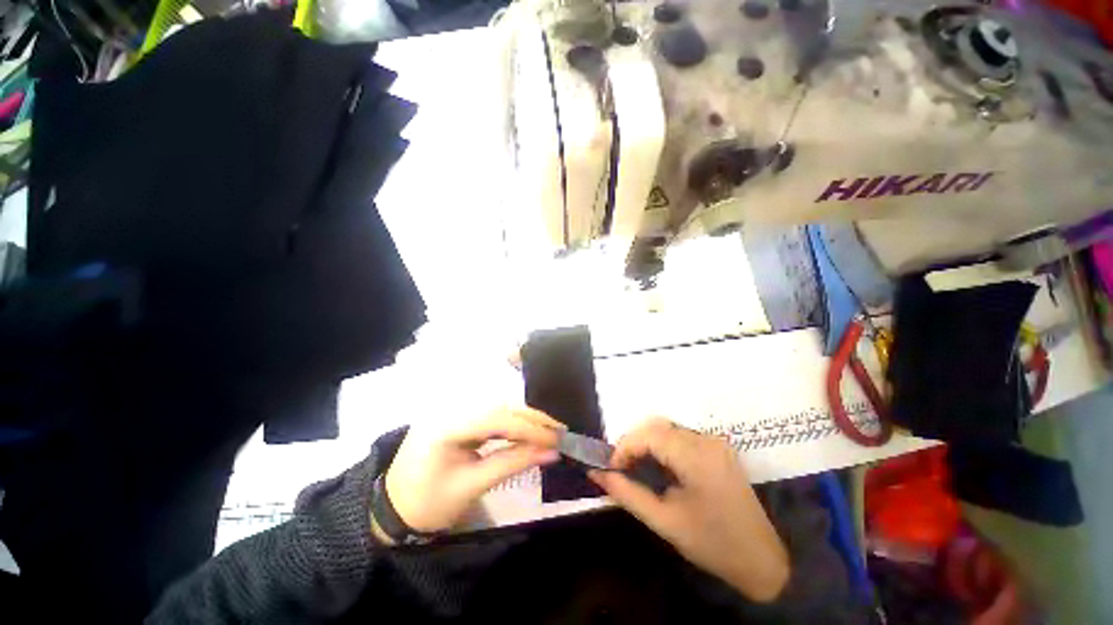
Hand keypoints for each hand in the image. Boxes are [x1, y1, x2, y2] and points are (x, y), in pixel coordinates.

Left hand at [382, 407, 564, 535]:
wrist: (394, 506)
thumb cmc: (428, 502)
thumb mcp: (471, 486)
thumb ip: (513, 463)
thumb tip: (553, 451)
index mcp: (446, 423)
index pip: (496, 417)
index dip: (530, 427)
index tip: (557, 439)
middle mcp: (450, 406)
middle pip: (500, 405)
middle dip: (532, 418)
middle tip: (560, 431)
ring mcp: (454, 406)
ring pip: (499, 405)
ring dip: (526, 417)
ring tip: (550, 430)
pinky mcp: (459, 413)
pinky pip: (492, 411)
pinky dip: (513, 421)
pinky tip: (528, 429)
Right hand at [589, 418, 789, 602]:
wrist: (762, 560)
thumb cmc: (711, 544)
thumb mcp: (664, 522)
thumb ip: (627, 494)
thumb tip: (596, 474)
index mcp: (696, 457)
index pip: (649, 435)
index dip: (624, 447)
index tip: (611, 468)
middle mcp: (706, 440)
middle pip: (657, 425)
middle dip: (633, 442)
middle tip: (620, 467)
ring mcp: (714, 441)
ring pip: (667, 427)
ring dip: (645, 442)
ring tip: (634, 466)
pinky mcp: (716, 447)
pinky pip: (680, 436)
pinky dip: (661, 445)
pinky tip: (656, 465)